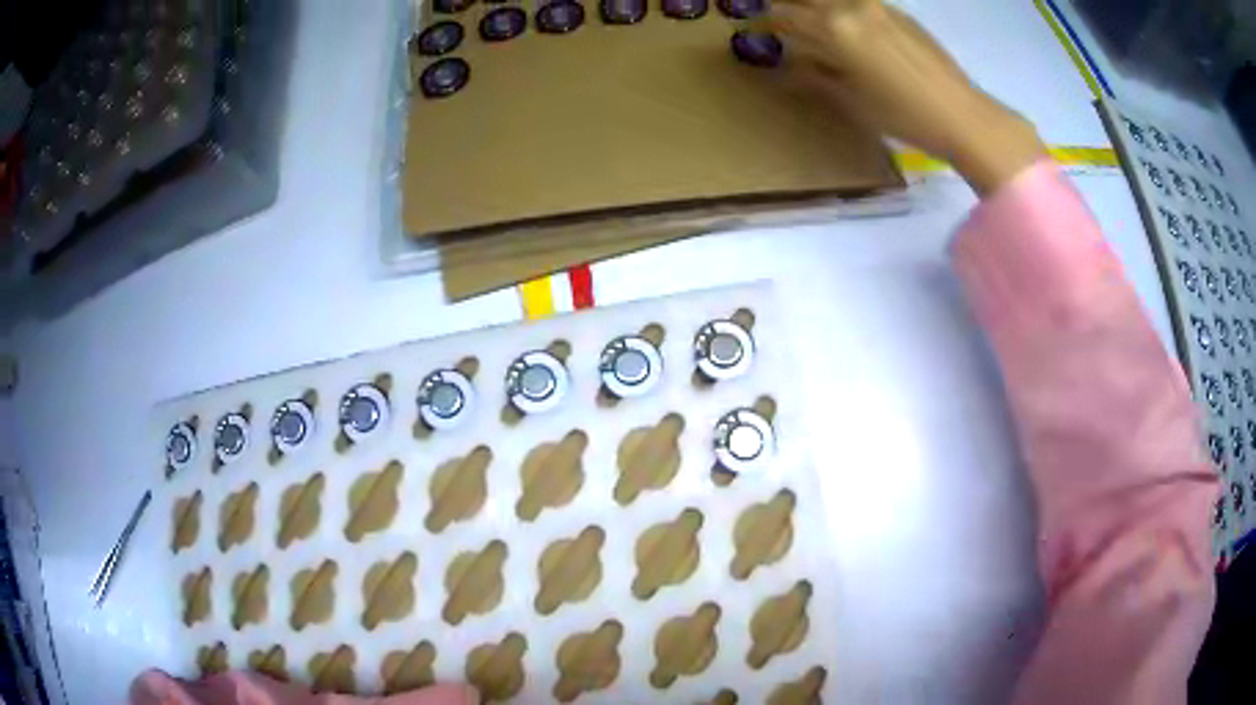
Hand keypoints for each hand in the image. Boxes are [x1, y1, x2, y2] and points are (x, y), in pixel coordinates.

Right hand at [769, 0, 1046, 194]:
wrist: (961, 114)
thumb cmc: (901, 115)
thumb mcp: (850, 100)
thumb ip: (814, 74)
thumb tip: (789, 63)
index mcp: (833, 28)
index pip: (784, 15)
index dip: (766, 22)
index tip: (754, 28)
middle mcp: (851, 6)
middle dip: (790, 7)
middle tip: (783, 18)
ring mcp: (879, 6)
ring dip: (817, 6)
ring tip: (815, 22)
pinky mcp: (900, 12)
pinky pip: (859, 1)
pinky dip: (844, 7)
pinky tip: (846, 21)